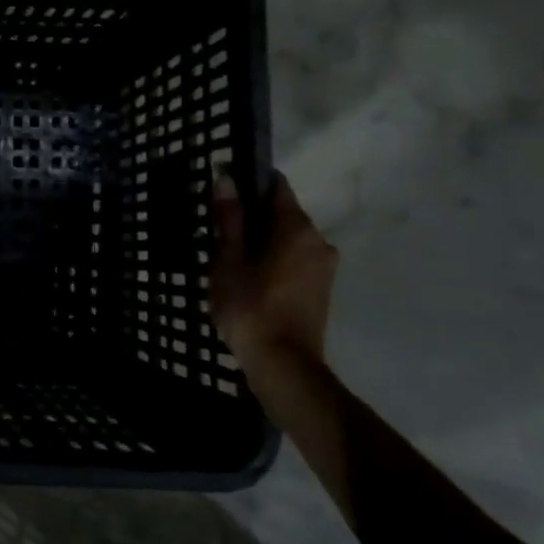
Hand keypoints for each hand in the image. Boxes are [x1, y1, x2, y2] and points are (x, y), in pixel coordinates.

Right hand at [210, 173, 336, 366]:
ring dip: (262, 242)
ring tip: (230, 261)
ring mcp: (324, 266)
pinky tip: (250, 280)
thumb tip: (226, 178)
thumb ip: (230, 218)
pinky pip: (295, 260)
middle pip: (282, 213)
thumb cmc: (251, 307)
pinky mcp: (321, 289)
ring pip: (287, 239)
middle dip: (252, 217)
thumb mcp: (229, 260)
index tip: (223, 193)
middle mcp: (318, 240)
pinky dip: (273, 261)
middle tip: (218, 234)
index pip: (276, 186)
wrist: (284, 365)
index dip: (248, 182)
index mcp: (297, 227)